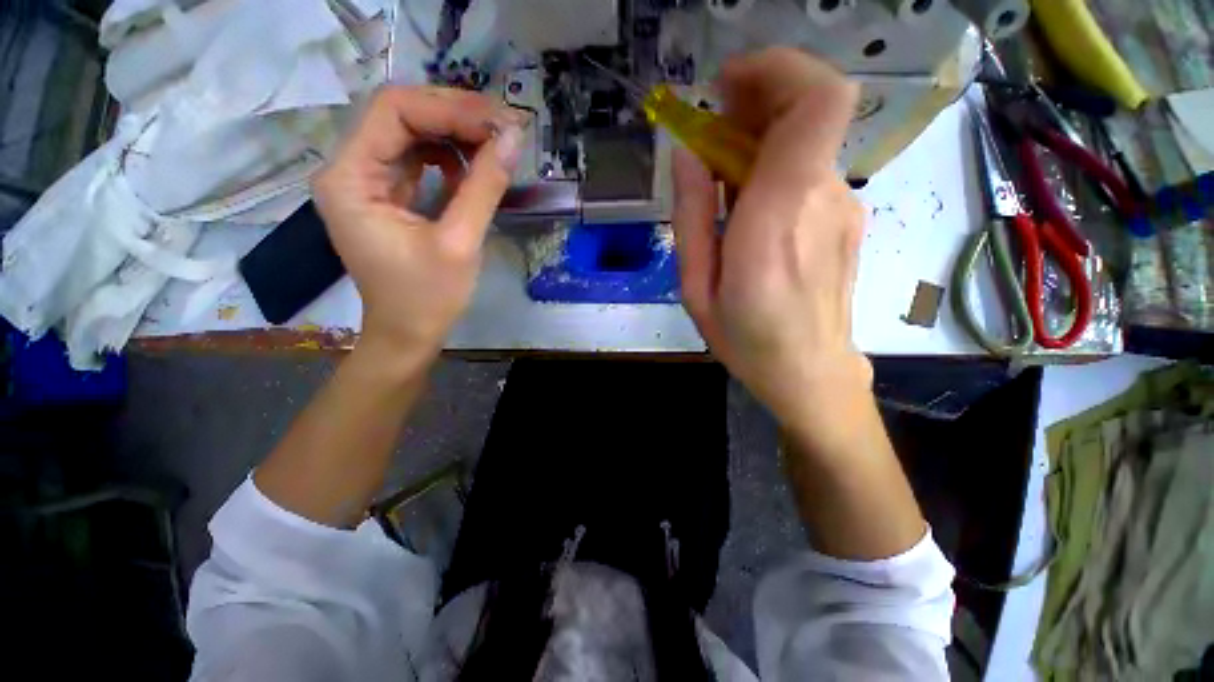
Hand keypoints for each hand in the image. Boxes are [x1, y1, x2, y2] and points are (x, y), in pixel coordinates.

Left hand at [313, 87, 525, 371]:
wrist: (408, 334)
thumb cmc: (428, 298)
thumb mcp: (460, 243)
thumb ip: (484, 187)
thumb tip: (512, 139)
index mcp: (349, 179)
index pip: (393, 111)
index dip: (449, 109)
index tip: (499, 122)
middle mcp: (348, 169)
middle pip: (400, 116)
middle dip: (455, 116)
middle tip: (505, 127)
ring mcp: (366, 182)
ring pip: (411, 134)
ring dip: (456, 134)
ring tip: (496, 144)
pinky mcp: (386, 195)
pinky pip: (417, 160)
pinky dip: (449, 156)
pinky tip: (474, 166)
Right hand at [672, 48, 869, 429]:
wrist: (809, 372)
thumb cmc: (745, 338)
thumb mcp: (696, 287)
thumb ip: (692, 217)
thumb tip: (689, 154)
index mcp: (779, 215)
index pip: (815, 101)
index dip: (776, 69)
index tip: (726, 84)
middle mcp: (823, 197)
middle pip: (811, 108)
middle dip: (759, 96)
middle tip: (712, 125)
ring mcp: (842, 206)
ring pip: (807, 140)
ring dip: (761, 135)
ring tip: (720, 173)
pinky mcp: (844, 218)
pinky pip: (809, 170)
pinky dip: (775, 164)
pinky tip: (748, 201)